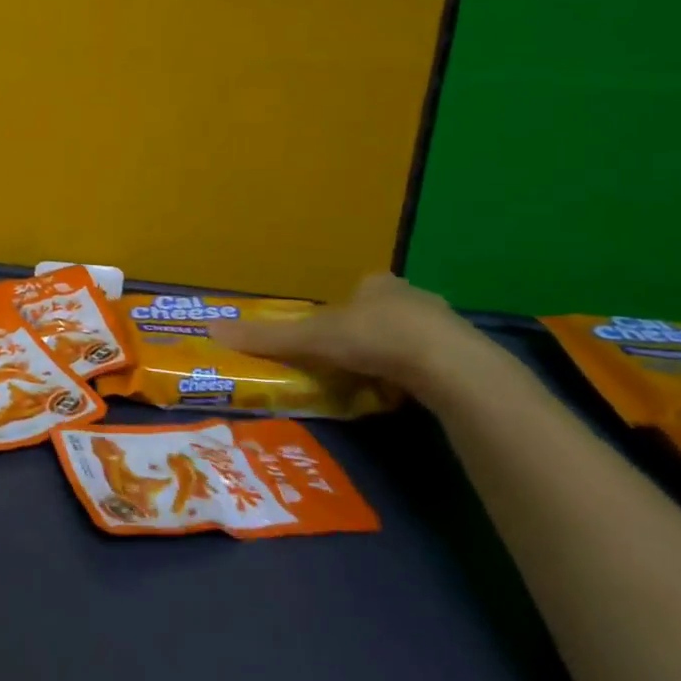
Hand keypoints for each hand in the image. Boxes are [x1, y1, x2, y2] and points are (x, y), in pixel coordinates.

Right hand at [205, 273, 483, 392]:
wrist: (450, 367)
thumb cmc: (375, 338)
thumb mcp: (311, 339)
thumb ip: (266, 338)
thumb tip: (211, 329)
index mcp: (376, 285)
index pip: (356, 291)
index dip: (340, 311)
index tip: (328, 335)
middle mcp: (412, 297)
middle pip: (383, 312)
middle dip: (367, 333)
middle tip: (348, 360)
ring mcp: (446, 327)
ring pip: (411, 338)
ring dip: (394, 356)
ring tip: (376, 382)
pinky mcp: (468, 358)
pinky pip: (435, 363)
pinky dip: (418, 376)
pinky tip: (407, 394)